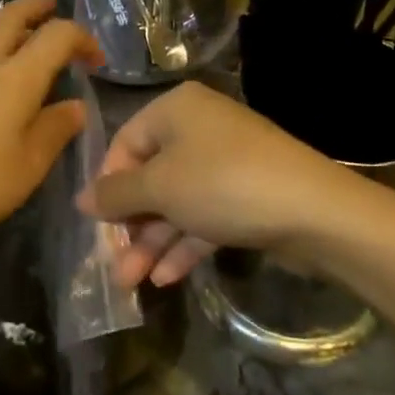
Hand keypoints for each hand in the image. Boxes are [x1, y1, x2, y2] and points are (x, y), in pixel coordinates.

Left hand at [0, 0, 101, 246]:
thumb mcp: (27, 166)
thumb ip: (55, 131)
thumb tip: (75, 106)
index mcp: (16, 76)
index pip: (58, 35)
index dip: (83, 39)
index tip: (97, 61)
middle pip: (13, 14)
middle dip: (39, 7)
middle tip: (55, 9)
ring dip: (14, 26)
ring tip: (30, 44)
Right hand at [77, 82, 361, 288]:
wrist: (313, 211)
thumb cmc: (222, 184)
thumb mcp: (159, 187)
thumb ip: (115, 195)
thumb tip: (81, 199)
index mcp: (175, 110)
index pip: (125, 144)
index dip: (108, 185)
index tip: (97, 225)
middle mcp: (199, 129)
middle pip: (150, 178)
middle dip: (130, 226)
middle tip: (115, 267)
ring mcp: (225, 164)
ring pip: (176, 203)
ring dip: (153, 242)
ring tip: (131, 284)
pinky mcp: (246, 196)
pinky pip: (204, 217)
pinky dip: (183, 245)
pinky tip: (166, 279)